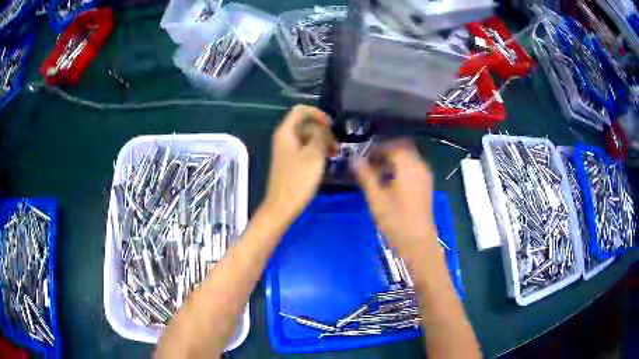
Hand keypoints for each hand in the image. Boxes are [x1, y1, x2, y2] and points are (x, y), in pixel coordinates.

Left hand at [264, 105, 335, 221]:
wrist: (282, 206)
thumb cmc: (298, 180)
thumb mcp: (314, 155)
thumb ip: (320, 137)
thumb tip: (323, 129)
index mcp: (286, 132)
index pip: (301, 110)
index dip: (318, 114)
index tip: (331, 125)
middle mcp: (284, 138)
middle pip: (305, 124)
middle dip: (322, 131)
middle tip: (337, 145)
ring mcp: (286, 150)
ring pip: (306, 137)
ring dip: (321, 142)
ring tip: (335, 153)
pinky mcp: (290, 161)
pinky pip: (304, 149)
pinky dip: (316, 151)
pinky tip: (327, 160)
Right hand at [353, 141, 437, 257]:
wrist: (418, 242)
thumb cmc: (396, 220)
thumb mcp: (376, 198)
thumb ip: (365, 176)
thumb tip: (354, 159)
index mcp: (408, 165)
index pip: (391, 146)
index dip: (375, 149)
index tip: (362, 157)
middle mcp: (420, 166)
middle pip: (402, 148)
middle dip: (385, 152)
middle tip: (370, 163)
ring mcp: (425, 176)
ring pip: (408, 158)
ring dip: (393, 160)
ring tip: (377, 173)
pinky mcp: (426, 185)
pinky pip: (412, 168)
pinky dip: (400, 168)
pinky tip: (390, 182)